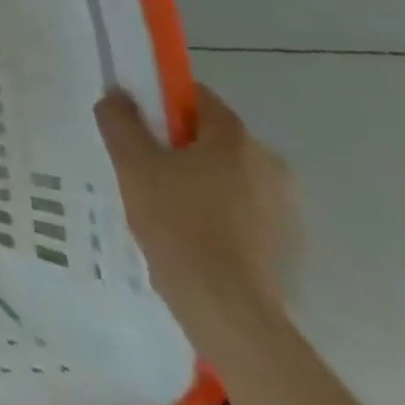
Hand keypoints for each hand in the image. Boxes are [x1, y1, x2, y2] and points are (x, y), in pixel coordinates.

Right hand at [96, 85, 296, 341]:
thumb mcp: (132, 163)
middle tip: (141, 165)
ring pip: (227, 174)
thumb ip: (121, 120)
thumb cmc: (177, 223)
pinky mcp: (285, 243)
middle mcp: (269, 164)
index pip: (198, 98)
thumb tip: (118, 95)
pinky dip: (215, 210)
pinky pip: (241, 208)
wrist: (228, 309)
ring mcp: (284, 207)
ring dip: (197, 179)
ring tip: (161, 204)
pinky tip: (188, 233)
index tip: (136, 122)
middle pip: (213, 137)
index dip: (162, 102)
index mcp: (236, 139)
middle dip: (178, 144)